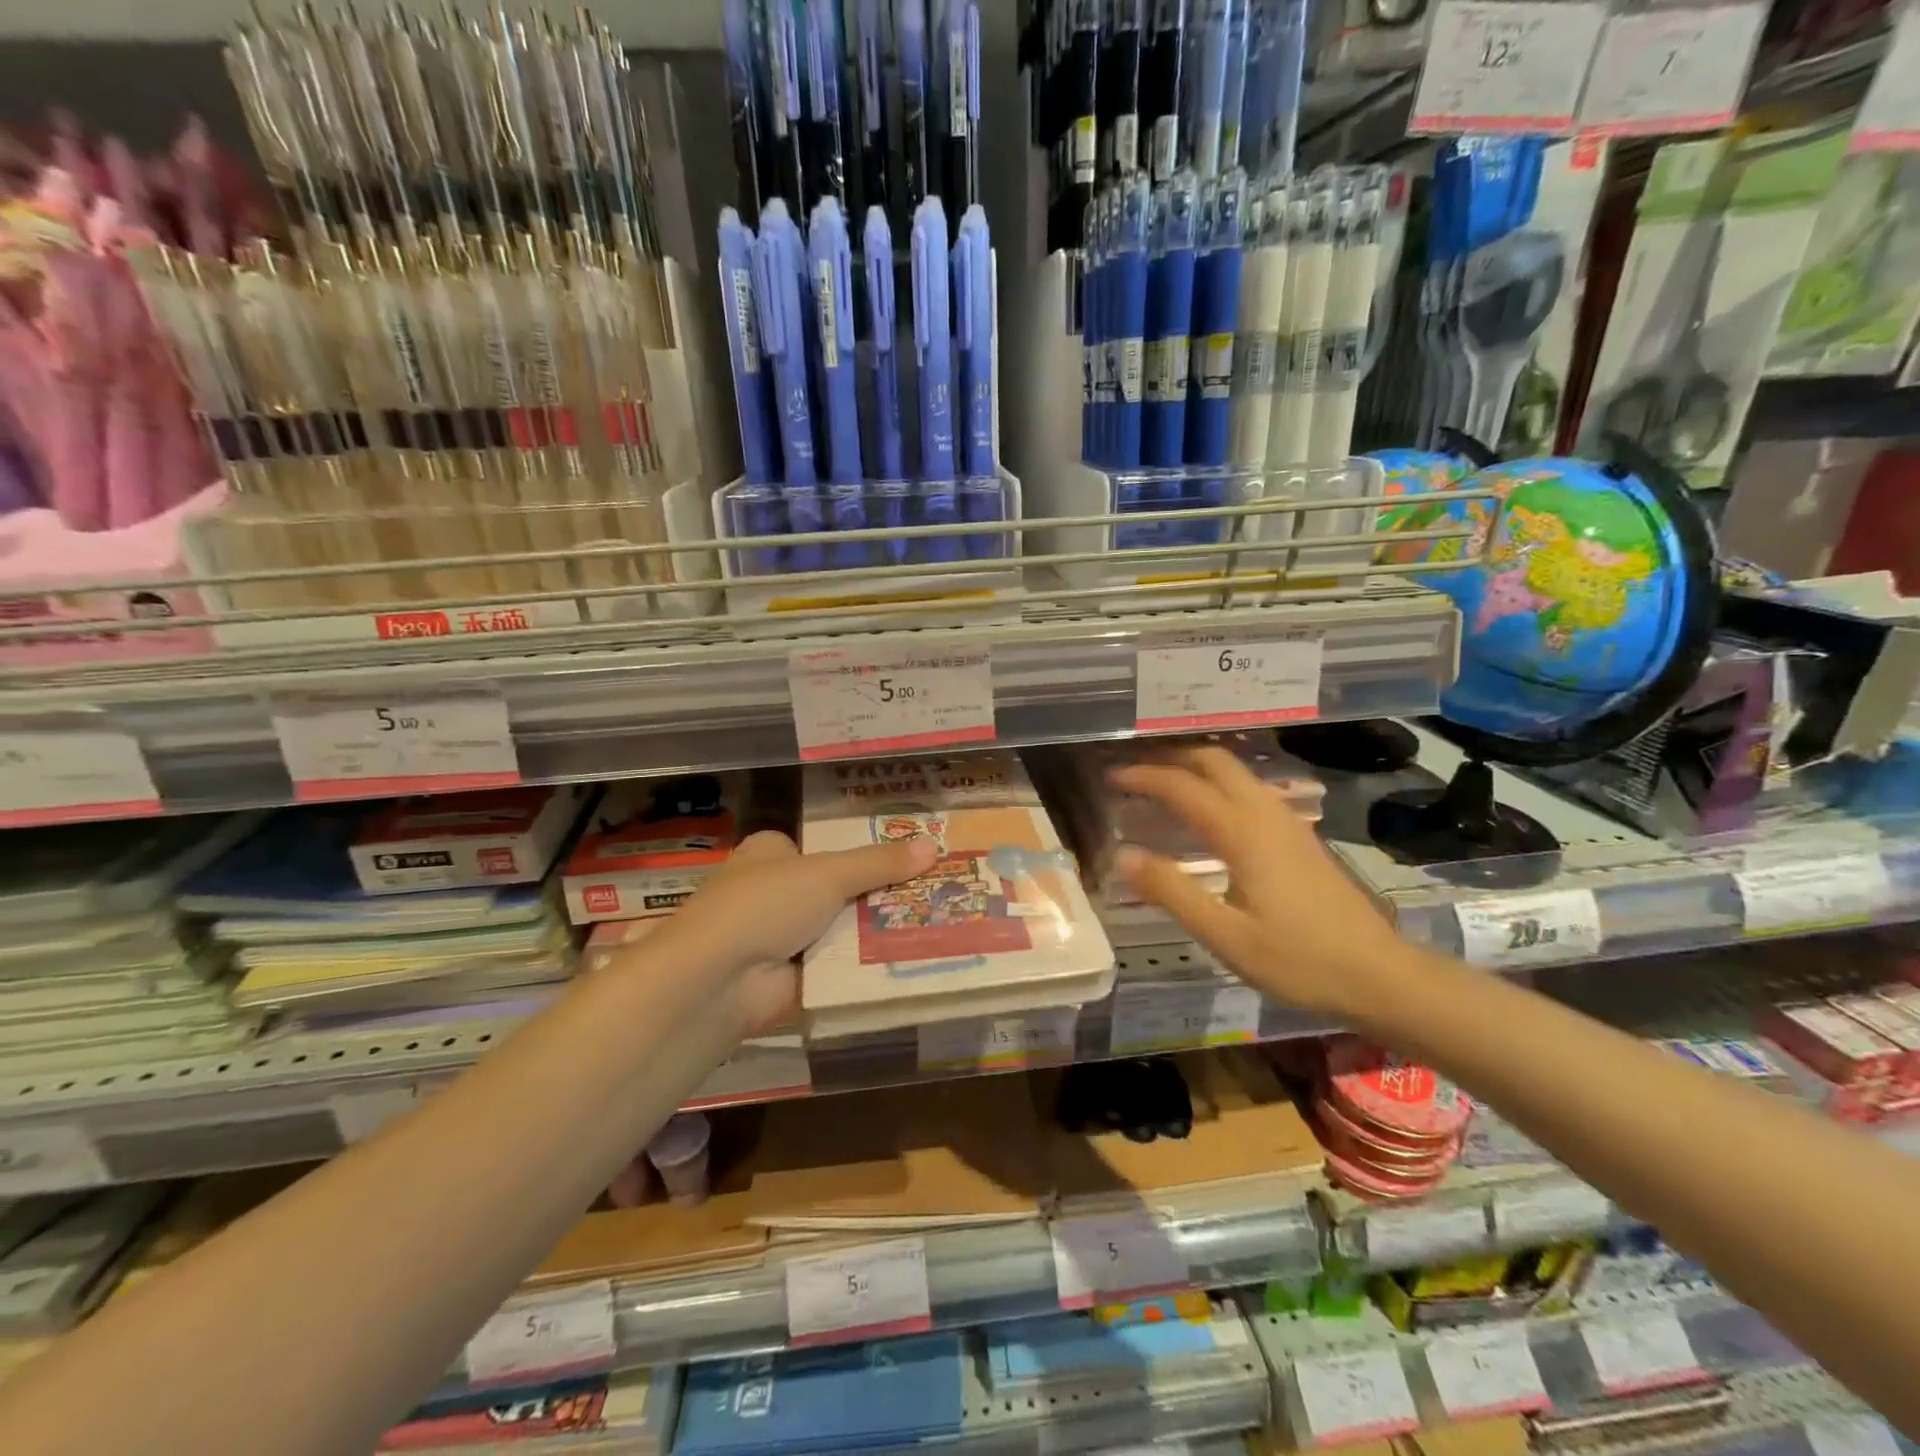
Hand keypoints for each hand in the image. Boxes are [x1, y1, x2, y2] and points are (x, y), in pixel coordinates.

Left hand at [663, 829, 936, 1027]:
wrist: (718, 981)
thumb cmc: (765, 905)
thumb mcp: (828, 874)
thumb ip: (879, 862)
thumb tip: (933, 846)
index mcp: (772, 854)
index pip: (825, 847)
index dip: (864, 852)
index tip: (909, 856)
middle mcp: (775, 891)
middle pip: (840, 888)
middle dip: (879, 893)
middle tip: (935, 890)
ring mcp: (783, 937)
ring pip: (843, 928)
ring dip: (878, 930)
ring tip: (938, 921)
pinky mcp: (794, 978)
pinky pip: (841, 966)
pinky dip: (868, 964)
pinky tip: (914, 958)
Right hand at [1111, 747, 1416, 1016]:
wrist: (1381, 975)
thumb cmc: (1299, 960)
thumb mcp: (1225, 936)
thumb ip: (1172, 892)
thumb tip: (1123, 854)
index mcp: (1242, 832)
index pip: (1182, 786)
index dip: (1143, 777)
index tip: (1110, 778)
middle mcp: (1265, 814)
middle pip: (1214, 761)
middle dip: (1171, 759)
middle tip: (1135, 773)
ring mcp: (1288, 822)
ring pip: (1236, 772)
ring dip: (1196, 769)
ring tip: (1163, 787)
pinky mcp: (1301, 837)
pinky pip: (1250, 791)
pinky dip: (1218, 786)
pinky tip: (1209, 814)